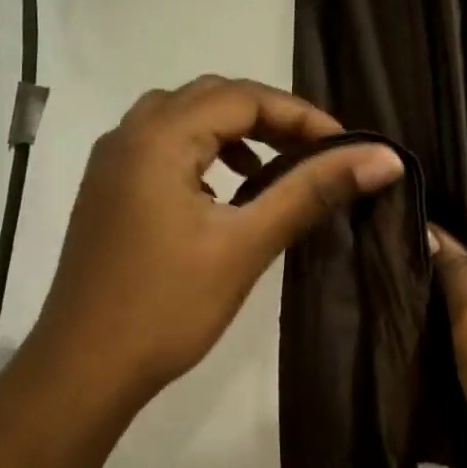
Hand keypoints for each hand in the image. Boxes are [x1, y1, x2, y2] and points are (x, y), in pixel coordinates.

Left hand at [29, 75, 404, 410]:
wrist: (82, 370)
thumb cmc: (167, 307)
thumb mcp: (246, 245)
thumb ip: (312, 191)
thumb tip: (384, 158)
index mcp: (158, 137)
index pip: (243, 97)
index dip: (301, 115)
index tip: (345, 148)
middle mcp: (128, 136)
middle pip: (210, 98)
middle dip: (269, 117)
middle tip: (316, 152)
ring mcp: (110, 164)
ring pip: (181, 119)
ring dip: (232, 132)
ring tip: (274, 167)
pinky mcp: (106, 192)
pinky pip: (160, 148)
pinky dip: (201, 153)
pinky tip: (224, 193)